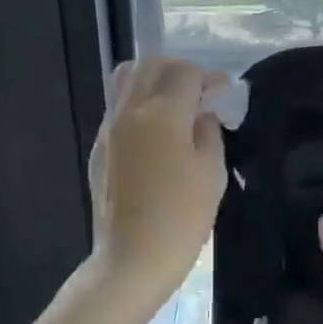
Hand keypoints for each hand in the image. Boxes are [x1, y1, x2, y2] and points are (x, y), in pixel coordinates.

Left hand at [88, 57, 226, 313]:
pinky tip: (155, 133)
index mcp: (162, 114)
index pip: (185, 72)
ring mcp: (108, 129)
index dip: (209, 78)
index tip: (223, 94)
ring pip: (125, 80)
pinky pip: (116, 108)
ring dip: (152, 81)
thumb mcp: (212, 174)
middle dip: (178, 70)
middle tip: (198, 93)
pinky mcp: (99, 149)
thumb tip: (202, 113)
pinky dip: (138, 105)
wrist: (132, 259)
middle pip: (150, 64)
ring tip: (173, 106)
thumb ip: (209, 132)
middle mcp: (129, 111)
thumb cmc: (181, 219)